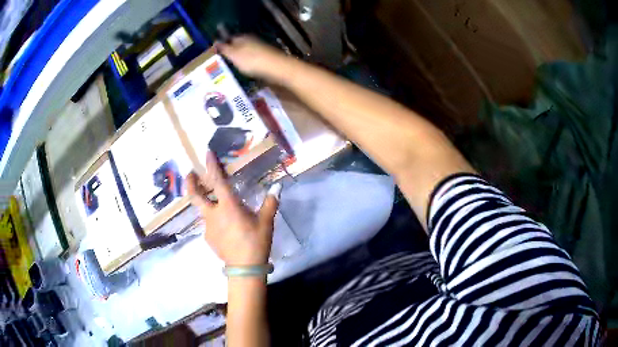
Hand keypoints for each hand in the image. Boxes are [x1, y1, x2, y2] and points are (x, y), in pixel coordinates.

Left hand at [186, 152, 280, 265]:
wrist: (244, 267)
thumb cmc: (256, 241)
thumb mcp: (266, 221)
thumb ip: (270, 202)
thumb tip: (278, 186)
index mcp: (228, 206)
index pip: (217, 181)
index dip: (211, 165)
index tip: (206, 153)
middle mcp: (214, 213)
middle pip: (196, 196)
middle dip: (190, 183)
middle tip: (189, 174)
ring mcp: (208, 227)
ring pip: (203, 211)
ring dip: (205, 203)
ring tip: (214, 204)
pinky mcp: (208, 238)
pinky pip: (209, 224)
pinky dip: (213, 220)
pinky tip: (223, 227)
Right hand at [217, 36, 294, 81]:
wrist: (276, 68)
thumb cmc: (251, 60)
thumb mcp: (234, 54)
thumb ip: (224, 48)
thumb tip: (215, 41)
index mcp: (242, 37)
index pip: (228, 39)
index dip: (221, 46)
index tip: (214, 56)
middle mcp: (251, 40)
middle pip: (237, 46)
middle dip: (229, 53)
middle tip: (219, 65)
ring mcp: (259, 49)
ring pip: (244, 53)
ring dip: (238, 60)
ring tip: (229, 70)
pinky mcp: (265, 58)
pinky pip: (251, 60)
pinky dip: (246, 65)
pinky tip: (242, 72)